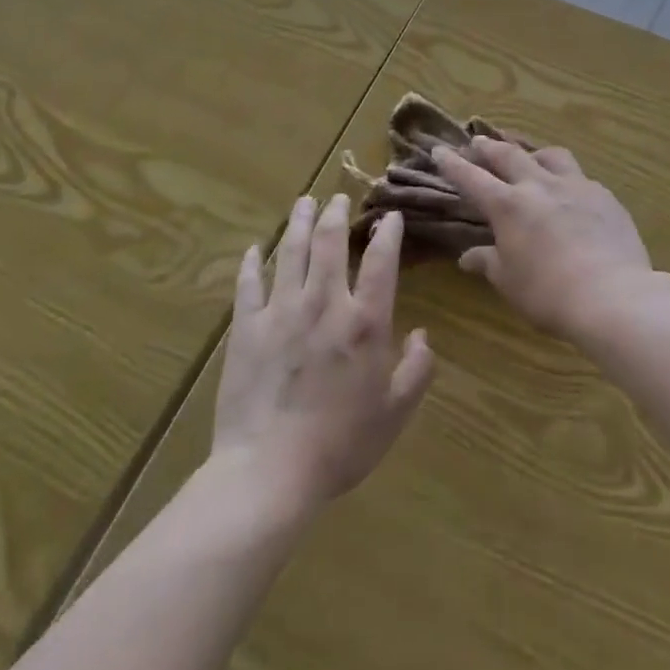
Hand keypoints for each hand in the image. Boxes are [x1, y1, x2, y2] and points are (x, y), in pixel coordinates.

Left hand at [211, 195, 434, 510]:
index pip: (381, 262)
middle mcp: (324, 304)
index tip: (389, 216)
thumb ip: (416, 370)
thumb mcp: (394, 413)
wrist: (269, 472)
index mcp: (365, 322)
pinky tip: (256, 248)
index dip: (387, 233)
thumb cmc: (340, 445)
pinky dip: (252, 263)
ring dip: (299, 223)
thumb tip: (423, 335)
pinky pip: (248, 285)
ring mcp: (281, 312)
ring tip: (304, 202)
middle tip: (338, 197)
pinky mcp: (246, 329)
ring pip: (291, 253)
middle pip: (329, 244)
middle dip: (336, 214)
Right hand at [431, 140, 654, 339]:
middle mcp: (539, 186)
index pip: (472, 178)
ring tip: (530, 155)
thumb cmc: (549, 294)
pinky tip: (572, 191)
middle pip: (509, 155)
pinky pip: (581, 177)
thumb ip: (488, 262)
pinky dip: (567, 178)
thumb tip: (467, 257)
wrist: (612, 295)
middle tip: (479, 140)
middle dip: (490, 147)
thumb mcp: (509, 282)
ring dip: (534, 152)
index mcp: (509, 206)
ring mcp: (576, 186)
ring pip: (551, 155)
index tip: (439, 150)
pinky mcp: (605, 196)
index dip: (453, 164)